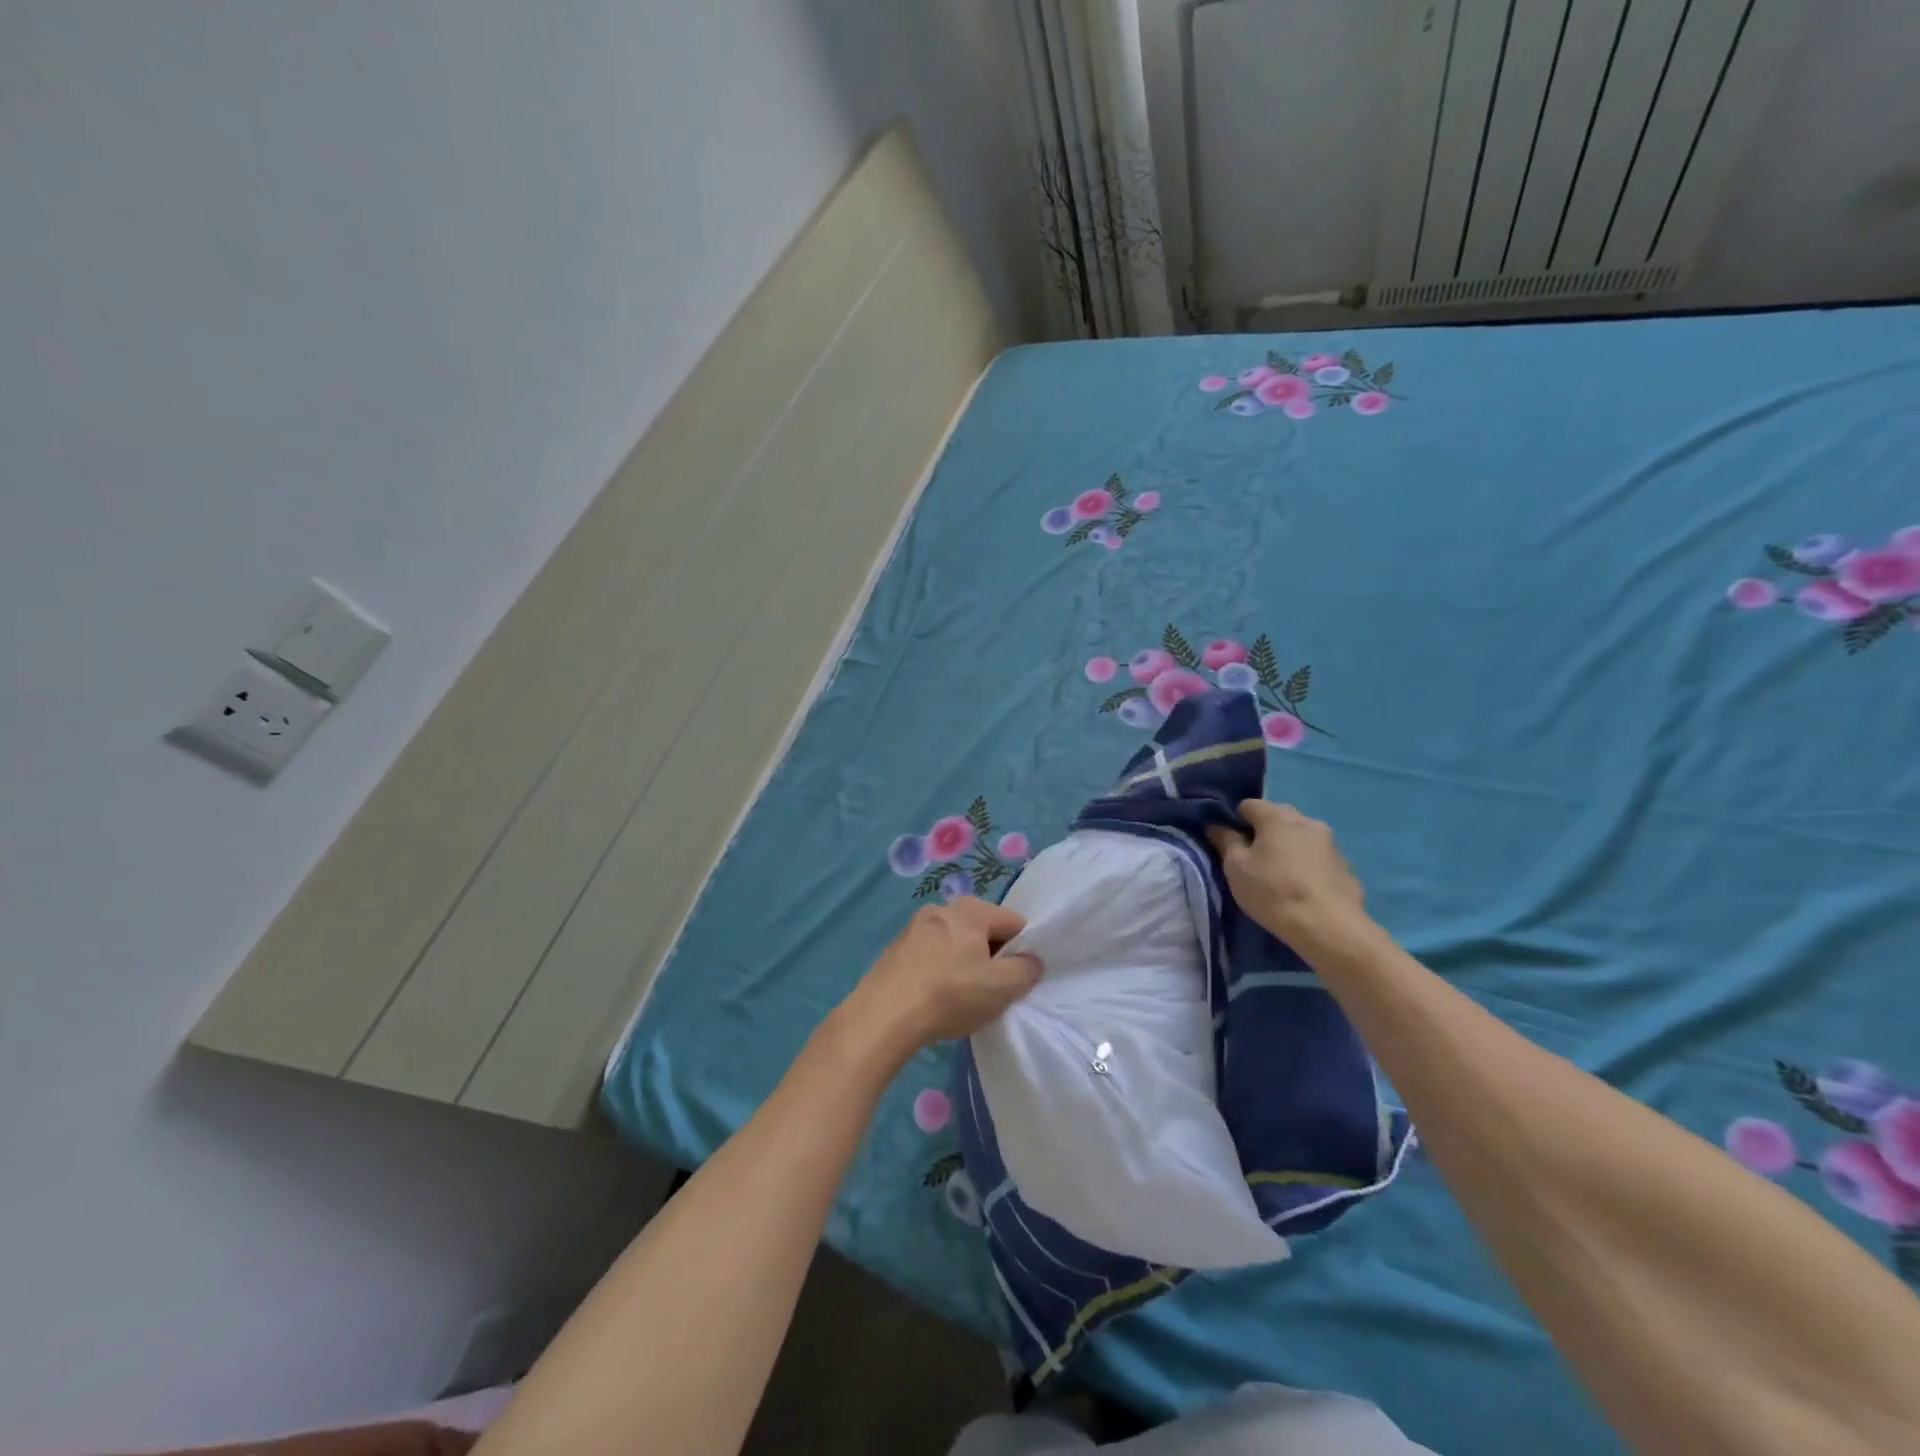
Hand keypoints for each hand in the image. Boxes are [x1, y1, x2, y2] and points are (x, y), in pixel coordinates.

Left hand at [837, 897, 1041, 1062]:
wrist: (883, 1015)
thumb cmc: (950, 994)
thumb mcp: (1002, 987)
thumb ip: (1026, 970)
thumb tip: (1030, 961)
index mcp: (971, 909)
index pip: (1014, 922)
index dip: (1023, 950)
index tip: (1017, 979)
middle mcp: (941, 908)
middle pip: (982, 930)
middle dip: (991, 957)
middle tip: (990, 991)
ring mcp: (913, 927)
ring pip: (954, 943)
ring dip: (963, 965)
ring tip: (960, 998)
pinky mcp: (895, 949)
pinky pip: (930, 955)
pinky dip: (938, 971)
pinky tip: (934, 998)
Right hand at [1207, 800, 1373, 953]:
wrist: (1329, 928)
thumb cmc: (1273, 892)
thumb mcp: (1236, 868)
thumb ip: (1225, 841)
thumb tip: (1216, 825)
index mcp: (1277, 817)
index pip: (1248, 805)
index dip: (1235, 821)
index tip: (1231, 845)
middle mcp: (1307, 821)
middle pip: (1277, 817)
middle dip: (1263, 832)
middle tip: (1254, 860)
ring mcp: (1331, 843)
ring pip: (1300, 836)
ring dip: (1288, 847)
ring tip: (1280, 876)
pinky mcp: (1346, 866)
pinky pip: (1317, 857)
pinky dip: (1307, 864)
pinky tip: (1302, 888)